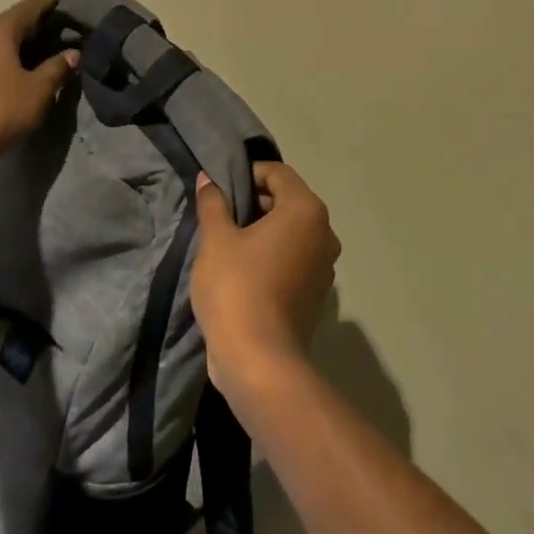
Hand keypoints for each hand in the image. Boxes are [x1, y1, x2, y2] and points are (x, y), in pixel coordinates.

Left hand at [0, 0, 78, 190]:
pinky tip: (15, 70)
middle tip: (57, 26)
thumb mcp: (37, 92)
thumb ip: (57, 68)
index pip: (28, 7)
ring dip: (17, 43)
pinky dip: (3, 58)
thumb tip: (73, 52)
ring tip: (39, 49)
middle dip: (33, 23)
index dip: (47, 1)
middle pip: (10, 22)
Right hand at [191, 163, 341, 404]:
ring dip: (262, 230)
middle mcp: (324, 233)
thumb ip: (213, 203)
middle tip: (219, 213)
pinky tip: (242, 269)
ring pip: (291, 232)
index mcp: (306, 211)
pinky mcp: (316, 293)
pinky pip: (293, 258)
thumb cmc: (237, 288)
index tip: (220, 187)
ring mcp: (324, 266)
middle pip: (288, 201)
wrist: (259, 360)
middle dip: (254, 201)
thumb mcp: (216, 239)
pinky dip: (272, 255)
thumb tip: (209, 180)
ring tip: (227, 241)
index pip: (278, 173)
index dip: (248, 173)